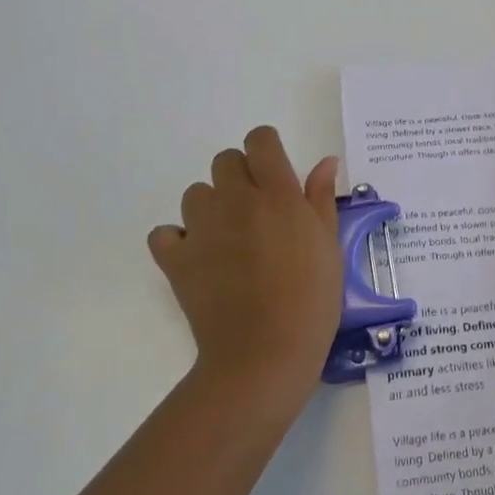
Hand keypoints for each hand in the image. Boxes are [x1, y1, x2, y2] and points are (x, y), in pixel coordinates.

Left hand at [149, 126, 342, 406]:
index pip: (260, 141)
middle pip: (225, 161)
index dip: (267, 148)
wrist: (264, 354)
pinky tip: (198, 257)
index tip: (276, 170)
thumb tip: (324, 162)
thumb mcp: (329, 245)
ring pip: (196, 193)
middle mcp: (236, 201)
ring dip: (212, 205)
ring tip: (229, 236)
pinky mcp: (176, 260)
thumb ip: (321, 199)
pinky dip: (177, 239)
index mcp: (277, 194)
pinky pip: (165, 233)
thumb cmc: (311, 299)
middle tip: (258, 209)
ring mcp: (201, 229)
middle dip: (241, 175)